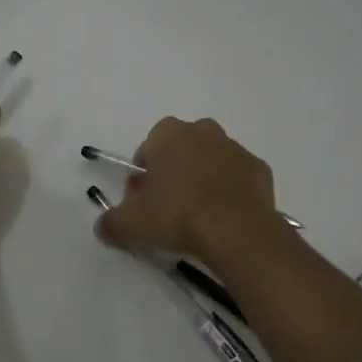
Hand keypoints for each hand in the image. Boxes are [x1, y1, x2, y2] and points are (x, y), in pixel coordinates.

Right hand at [94, 117, 280, 262]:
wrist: (237, 231)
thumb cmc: (177, 215)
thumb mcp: (132, 223)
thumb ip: (111, 221)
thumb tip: (102, 226)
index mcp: (169, 134)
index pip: (148, 148)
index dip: (143, 175)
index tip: (143, 201)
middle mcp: (203, 131)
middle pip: (181, 149)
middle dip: (173, 172)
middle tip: (169, 207)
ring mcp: (235, 148)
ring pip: (211, 160)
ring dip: (203, 179)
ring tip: (199, 216)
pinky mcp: (259, 169)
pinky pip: (237, 177)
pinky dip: (230, 192)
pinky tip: (225, 217)